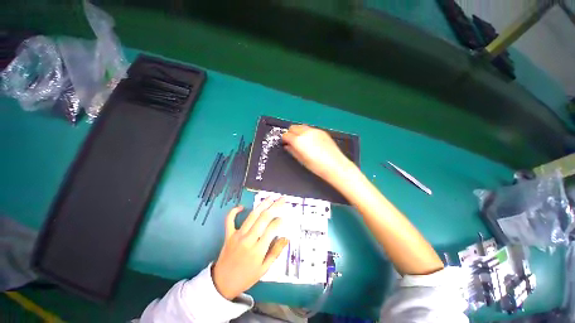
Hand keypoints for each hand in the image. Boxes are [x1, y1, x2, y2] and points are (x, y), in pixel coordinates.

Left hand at [212, 198, 288, 299]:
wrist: (222, 284)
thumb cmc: (246, 277)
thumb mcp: (264, 269)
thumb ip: (275, 252)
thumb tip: (286, 238)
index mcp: (258, 250)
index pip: (271, 229)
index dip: (279, 221)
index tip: (283, 217)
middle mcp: (248, 239)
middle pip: (264, 218)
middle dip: (274, 206)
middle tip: (282, 199)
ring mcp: (237, 236)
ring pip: (252, 216)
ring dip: (262, 205)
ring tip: (270, 197)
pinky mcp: (228, 235)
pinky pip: (229, 220)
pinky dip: (233, 211)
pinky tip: (241, 206)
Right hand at [282, 125, 350, 182]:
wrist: (335, 165)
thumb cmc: (316, 166)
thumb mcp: (301, 160)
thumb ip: (292, 151)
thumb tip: (287, 146)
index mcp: (298, 140)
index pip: (286, 135)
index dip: (284, 139)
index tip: (285, 143)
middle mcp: (305, 132)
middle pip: (293, 127)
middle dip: (291, 133)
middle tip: (293, 141)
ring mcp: (315, 130)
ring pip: (302, 126)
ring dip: (299, 131)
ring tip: (302, 141)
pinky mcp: (322, 131)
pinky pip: (311, 129)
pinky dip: (307, 132)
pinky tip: (311, 141)